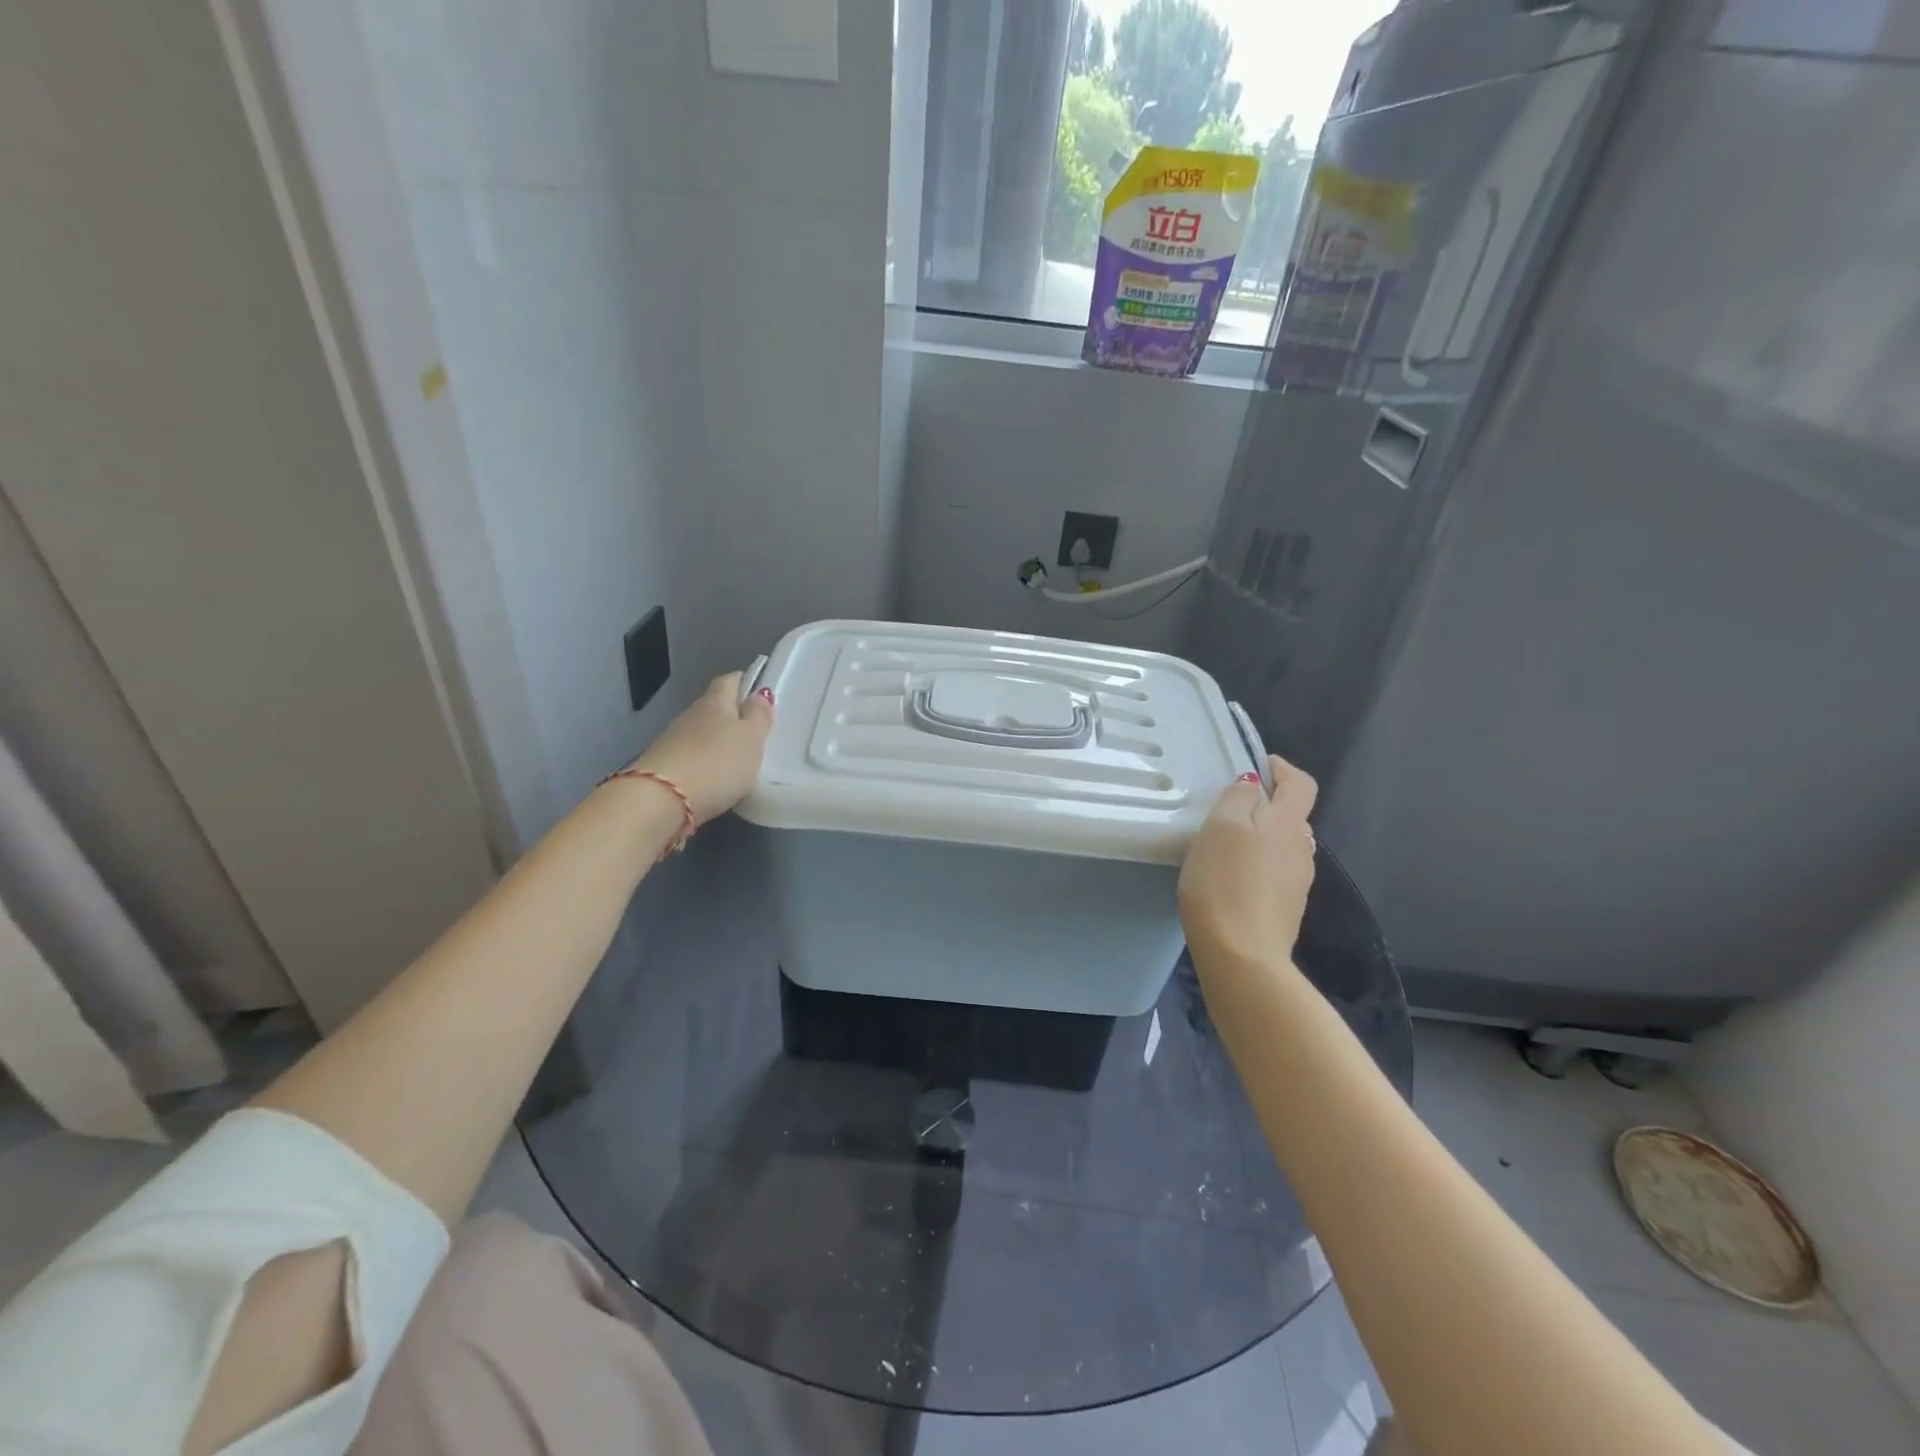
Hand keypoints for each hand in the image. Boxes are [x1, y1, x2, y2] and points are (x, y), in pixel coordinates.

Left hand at [628, 673, 774, 825]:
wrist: (660, 802)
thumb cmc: (715, 764)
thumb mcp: (750, 739)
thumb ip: (758, 716)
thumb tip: (760, 692)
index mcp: (715, 702)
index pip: (729, 680)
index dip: (744, 681)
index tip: (759, 690)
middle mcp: (691, 716)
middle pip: (714, 706)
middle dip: (732, 713)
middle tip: (755, 728)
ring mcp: (673, 742)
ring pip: (701, 732)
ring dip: (717, 739)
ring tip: (738, 755)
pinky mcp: (664, 768)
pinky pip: (691, 757)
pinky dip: (705, 761)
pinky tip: (716, 775)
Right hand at [1178, 754, 1318, 964]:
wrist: (1242, 954)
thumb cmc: (1225, 883)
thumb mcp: (1221, 827)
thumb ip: (1238, 797)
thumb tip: (1253, 784)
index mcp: (1288, 822)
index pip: (1301, 783)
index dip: (1283, 769)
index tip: (1259, 764)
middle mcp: (1302, 848)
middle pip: (1291, 814)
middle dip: (1266, 803)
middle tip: (1229, 806)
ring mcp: (1297, 880)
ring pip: (1282, 844)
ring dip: (1260, 836)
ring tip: (1226, 843)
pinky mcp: (1285, 907)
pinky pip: (1274, 871)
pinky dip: (1257, 864)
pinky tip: (1231, 877)